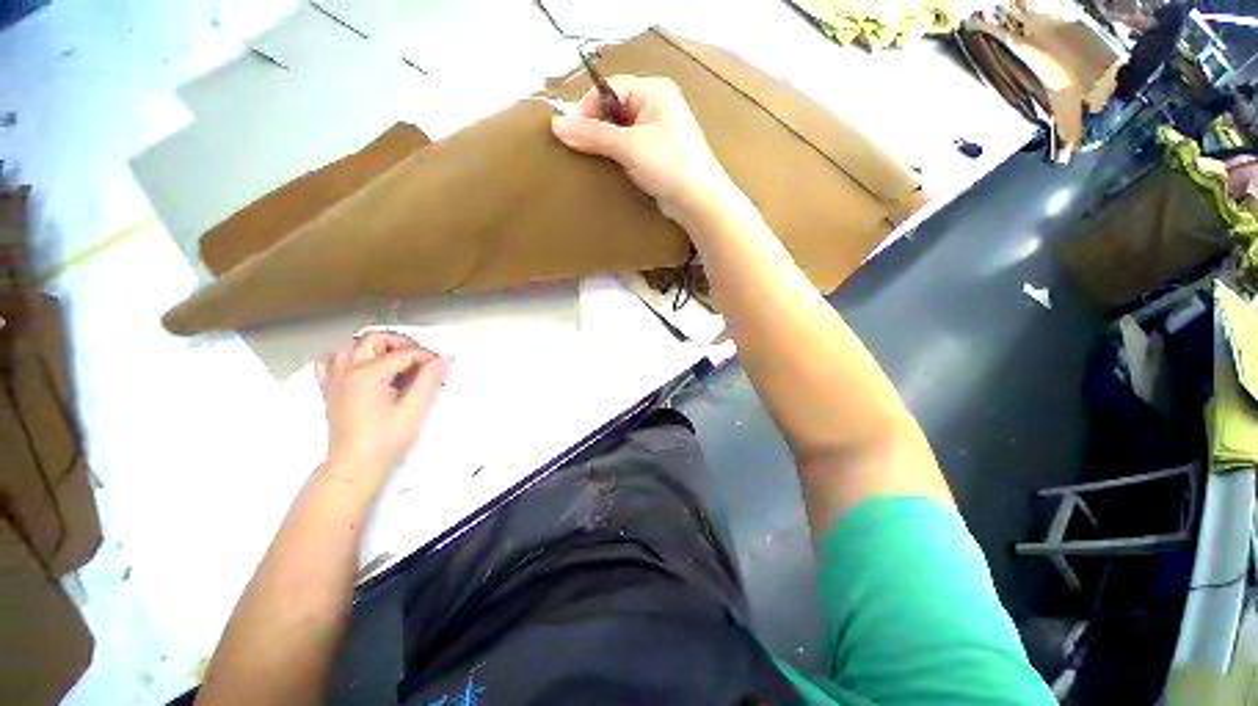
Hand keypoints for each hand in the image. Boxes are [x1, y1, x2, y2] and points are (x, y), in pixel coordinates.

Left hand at [314, 332, 451, 484]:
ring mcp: (335, 380)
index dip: (427, 357)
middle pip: (375, 339)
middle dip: (402, 344)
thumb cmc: (383, 442)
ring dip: (377, 349)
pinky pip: (330, 362)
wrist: (354, 467)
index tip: (440, 366)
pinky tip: (362, 368)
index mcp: (368, 375)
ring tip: (396, 361)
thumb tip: (443, 359)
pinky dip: (347, 358)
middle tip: (421, 358)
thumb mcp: (415, 410)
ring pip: (352, 347)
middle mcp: (347, 372)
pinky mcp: (330, 391)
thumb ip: (429, 380)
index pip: (405, 353)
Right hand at [550, 75, 735, 224]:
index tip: (570, 132)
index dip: (587, 108)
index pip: (609, 89)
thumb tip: (556, 125)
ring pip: (621, 131)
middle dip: (594, 127)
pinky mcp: (657, 156)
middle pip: (614, 109)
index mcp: (654, 91)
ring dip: (604, 144)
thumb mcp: (629, 147)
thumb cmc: (669, 166)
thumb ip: (593, 135)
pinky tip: (607, 168)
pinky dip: (617, 157)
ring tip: (589, 160)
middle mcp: (657, 106)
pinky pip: (630, 149)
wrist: (699, 202)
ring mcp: (658, 132)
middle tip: (577, 149)